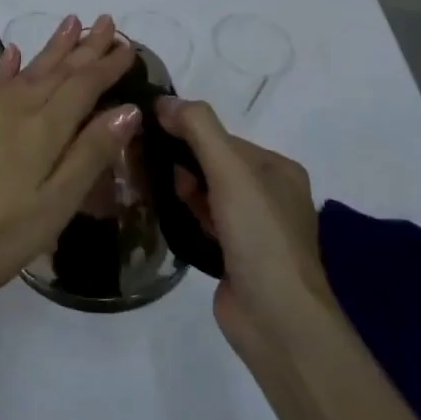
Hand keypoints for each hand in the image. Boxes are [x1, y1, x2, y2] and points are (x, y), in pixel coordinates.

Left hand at [0, 15, 139, 305]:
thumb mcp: (53, 206)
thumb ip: (89, 155)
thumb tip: (126, 110)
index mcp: (44, 130)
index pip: (84, 86)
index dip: (107, 66)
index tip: (129, 46)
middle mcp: (17, 110)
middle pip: (59, 71)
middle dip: (86, 47)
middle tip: (108, 22)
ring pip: (30, 70)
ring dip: (54, 47)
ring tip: (72, 23)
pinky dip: (9, 65)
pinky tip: (13, 53)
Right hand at [155, 98, 335, 358]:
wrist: (276, 319)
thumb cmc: (259, 236)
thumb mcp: (230, 171)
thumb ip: (199, 129)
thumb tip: (164, 100)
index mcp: (279, 170)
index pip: (223, 138)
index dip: (188, 132)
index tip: (149, 131)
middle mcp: (270, 195)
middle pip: (214, 164)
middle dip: (182, 160)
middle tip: (142, 158)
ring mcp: (253, 229)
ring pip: (207, 194)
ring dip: (180, 187)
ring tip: (144, 181)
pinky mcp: (235, 256)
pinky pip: (203, 221)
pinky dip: (185, 213)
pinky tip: (161, 210)